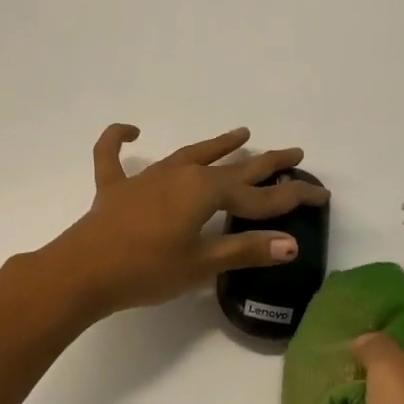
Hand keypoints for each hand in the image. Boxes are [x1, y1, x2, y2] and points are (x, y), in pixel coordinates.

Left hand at [44, 124, 330, 318]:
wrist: (82, 272)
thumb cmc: (146, 271)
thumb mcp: (200, 265)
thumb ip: (244, 251)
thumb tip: (291, 243)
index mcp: (204, 192)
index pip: (258, 195)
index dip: (291, 196)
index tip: (321, 194)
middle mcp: (180, 175)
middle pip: (230, 166)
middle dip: (265, 162)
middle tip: (293, 152)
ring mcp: (146, 178)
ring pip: (189, 155)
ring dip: (216, 145)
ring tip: (241, 133)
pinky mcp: (115, 188)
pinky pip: (114, 156)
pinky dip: (119, 140)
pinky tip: (132, 130)